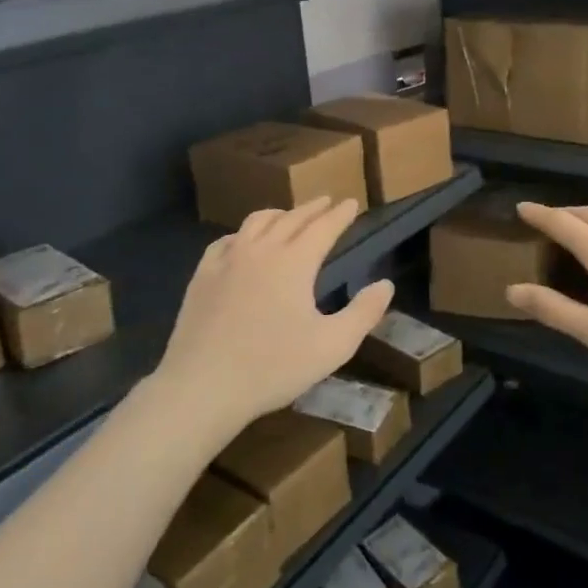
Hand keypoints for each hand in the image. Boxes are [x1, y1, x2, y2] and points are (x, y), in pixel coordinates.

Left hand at [159, 197, 394, 431]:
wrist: (203, 386)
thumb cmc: (273, 368)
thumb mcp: (332, 346)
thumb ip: (363, 313)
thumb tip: (385, 284)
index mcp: (295, 262)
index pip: (323, 227)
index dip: (340, 215)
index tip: (351, 203)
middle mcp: (261, 250)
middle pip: (291, 219)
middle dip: (312, 208)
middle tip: (326, 201)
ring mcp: (227, 260)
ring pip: (256, 223)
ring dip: (278, 214)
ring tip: (289, 215)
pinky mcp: (202, 275)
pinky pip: (226, 241)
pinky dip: (243, 234)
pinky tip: (243, 242)